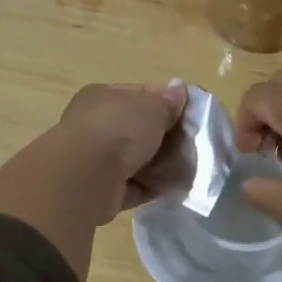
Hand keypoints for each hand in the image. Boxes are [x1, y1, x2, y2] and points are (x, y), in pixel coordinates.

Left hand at [0, 82, 188, 279]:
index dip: (167, 102)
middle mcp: (97, 126)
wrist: (86, 177)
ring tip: (190, 167)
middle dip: (166, 137)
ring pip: (138, 159)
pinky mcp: (103, 191)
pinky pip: (136, 186)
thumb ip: (168, 101)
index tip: (191, 113)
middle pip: (140, 129)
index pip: (140, 95)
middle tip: (194, 144)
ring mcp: (98, 160)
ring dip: (161, 164)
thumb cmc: (118, 129)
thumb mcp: (151, 107)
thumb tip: (179, 89)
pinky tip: (175, 187)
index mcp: (103, 97)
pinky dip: (153, 187)